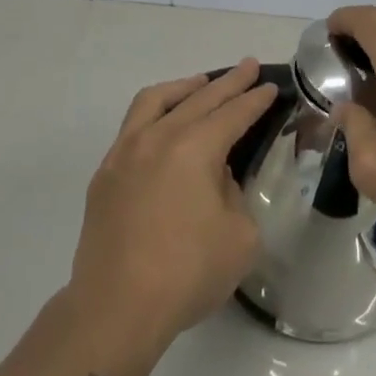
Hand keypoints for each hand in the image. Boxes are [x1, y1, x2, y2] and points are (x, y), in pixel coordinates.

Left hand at [67, 62, 276, 357]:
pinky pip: (132, 126)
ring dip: (184, 87)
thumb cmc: (186, 273)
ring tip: (202, 84)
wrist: (116, 308)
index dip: (254, 99)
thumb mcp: (239, 236)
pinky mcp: (105, 174)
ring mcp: (125, 153)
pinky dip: (155, 113)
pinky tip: (164, 125)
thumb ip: (233, 194)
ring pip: (155, 101)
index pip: (232, 114)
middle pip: (198, 99)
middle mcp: (157, 138)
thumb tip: (214, 178)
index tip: (270, 86)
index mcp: (194, 149)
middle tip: (248, 67)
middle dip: (227, 82)